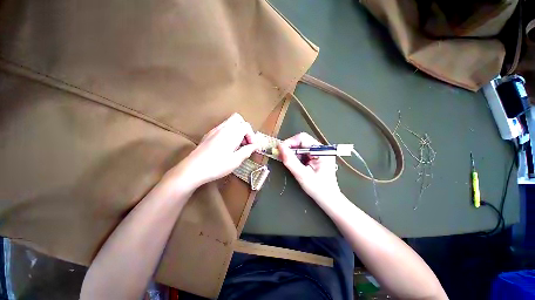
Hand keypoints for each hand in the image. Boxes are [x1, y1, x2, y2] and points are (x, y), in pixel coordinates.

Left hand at [167, 113, 258, 189]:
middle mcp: (223, 127)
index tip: (251, 147)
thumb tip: (255, 146)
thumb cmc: (216, 165)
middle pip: (238, 119)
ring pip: (230, 122)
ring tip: (237, 145)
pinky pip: (222, 128)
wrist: (192, 169)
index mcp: (232, 133)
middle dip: (245, 129)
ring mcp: (214, 130)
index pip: (246, 126)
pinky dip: (229, 133)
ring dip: (237, 131)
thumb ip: (247, 151)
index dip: (252, 136)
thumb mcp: (235, 160)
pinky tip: (227, 146)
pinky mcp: (208, 134)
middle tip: (245, 142)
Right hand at [278, 133, 340, 200]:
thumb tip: (280, 147)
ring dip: (292, 153)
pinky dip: (296, 156)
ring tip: (288, 162)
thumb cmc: (318, 188)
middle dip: (290, 148)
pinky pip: (303, 152)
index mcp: (322, 151)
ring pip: (301, 146)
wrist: (328, 198)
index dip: (289, 142)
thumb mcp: (302, 175)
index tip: (280, 150)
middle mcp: (321, 149)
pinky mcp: (316, 156)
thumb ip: (290, 161)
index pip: (302, 138)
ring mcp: (319, 152)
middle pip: (301, 141)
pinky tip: (294, 164)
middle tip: (282, 156)